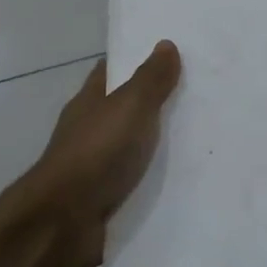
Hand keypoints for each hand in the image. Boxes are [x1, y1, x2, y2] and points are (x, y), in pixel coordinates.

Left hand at [28, 41, 181, 266]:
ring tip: (201, 138)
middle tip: (198, 97)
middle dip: (154, 102)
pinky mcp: (103, 199)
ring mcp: (93, 166)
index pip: (111, 71)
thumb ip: (150, 79)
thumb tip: (165, 44)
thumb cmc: (97, 153)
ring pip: (130, 146)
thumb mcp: (130, 107)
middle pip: (123, 108)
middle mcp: (88, 130)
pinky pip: (135, 180)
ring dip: (156, 143)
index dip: (135, 60)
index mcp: (89, 102)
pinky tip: (183, 179)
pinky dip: (153, 177)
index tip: (169, 56)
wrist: (66, 222)